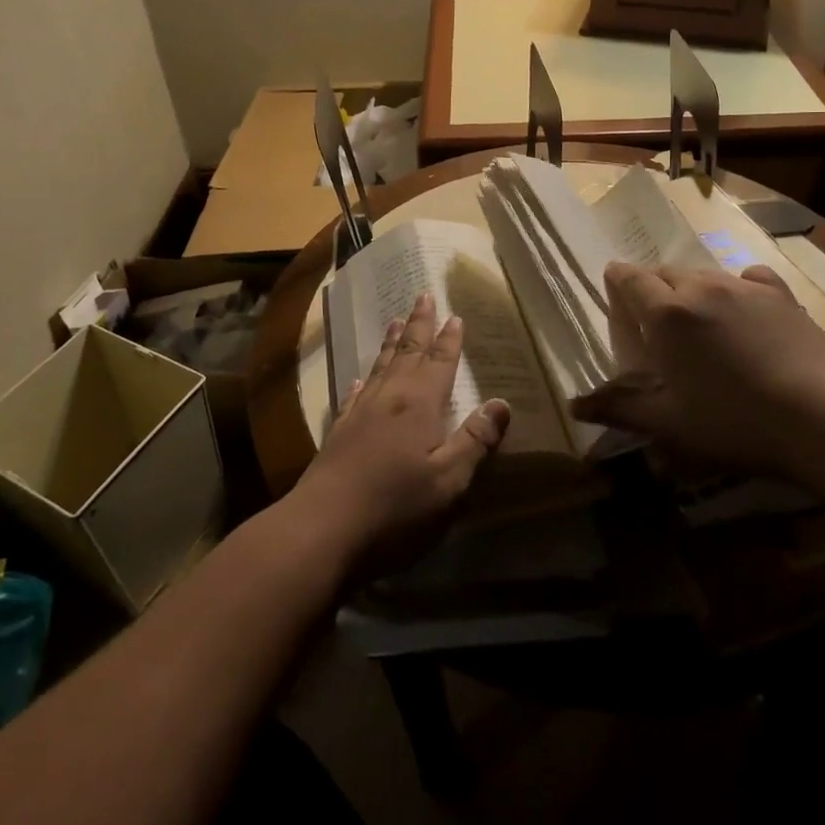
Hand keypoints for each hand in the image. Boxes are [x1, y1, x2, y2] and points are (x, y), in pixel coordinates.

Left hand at [291, 292, 509, 576]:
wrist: (323, 528)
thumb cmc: (396, 507)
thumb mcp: (449, 481)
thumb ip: (475, 441)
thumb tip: (502, 402)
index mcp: (420, 405)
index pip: (440, 362)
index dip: (450, 340)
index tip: (455, 315)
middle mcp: (390, 398)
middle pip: (408, 353)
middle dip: (419, 325)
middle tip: (423, 295)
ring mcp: (360, 413)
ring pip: (381, 366)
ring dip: (392, 343)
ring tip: (397, 321)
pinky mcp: (339, 433)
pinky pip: (355, 394)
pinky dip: (363, 380)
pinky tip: (361, 376)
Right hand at [575, 262, 824, 472]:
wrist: (823, 415)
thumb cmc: (734, 421)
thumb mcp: (669, 424)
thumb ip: (619, 409)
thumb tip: (574, 407)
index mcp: (665, 314)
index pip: (630, 279)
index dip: (618, 278)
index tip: (613, 282)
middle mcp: (699, 288)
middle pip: (665, 272)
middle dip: (653, 286)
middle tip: (655, 317)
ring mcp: (743, 287)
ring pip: (703, 274)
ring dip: (691, 288)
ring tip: (698, 318)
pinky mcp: (780, 295)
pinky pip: (746, 277)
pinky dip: (736, 287)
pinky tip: (744, 309)